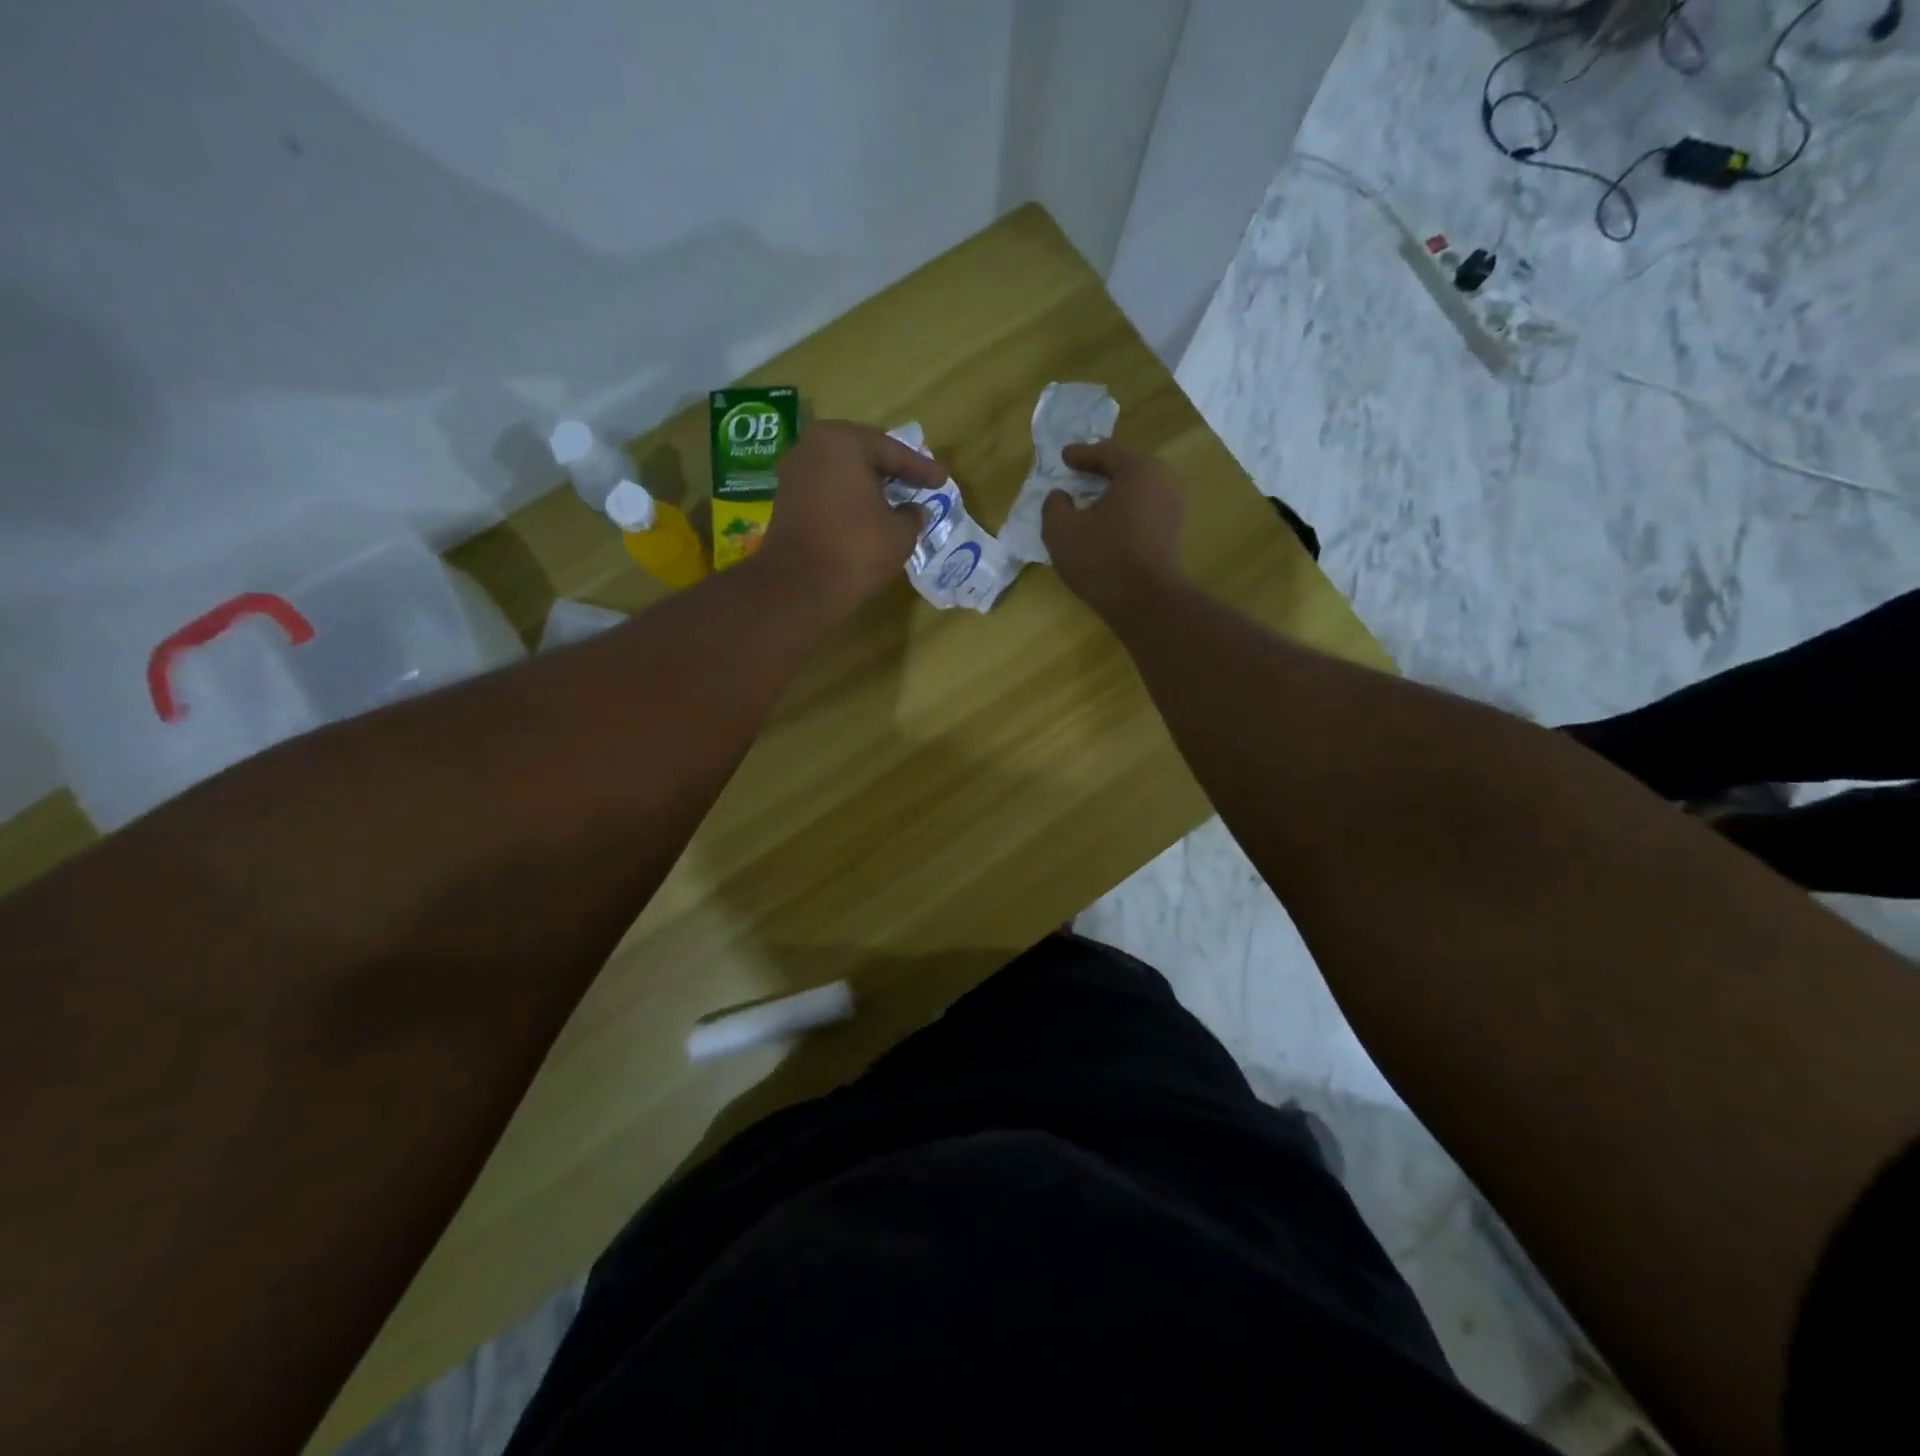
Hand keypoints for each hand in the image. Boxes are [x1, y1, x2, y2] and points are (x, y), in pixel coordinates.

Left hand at [755, 420, 945, 615]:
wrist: (801, 587)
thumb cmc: (856, 549)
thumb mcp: (900, 533)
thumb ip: (913, 516)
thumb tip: (914, 511)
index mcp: (842, 442)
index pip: (891, 450)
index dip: (921, 468)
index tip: (942, 479)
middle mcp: (812, 447)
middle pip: (863, 454)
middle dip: (891, 469)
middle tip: (918, 481)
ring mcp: (794, 474)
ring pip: (843, 473)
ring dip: (869, 485)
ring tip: (896, 498)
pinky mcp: (786, 501)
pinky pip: (828, 491)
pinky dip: (849, 499)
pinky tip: (868, 513)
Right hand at [1041, 440, 1184, 622]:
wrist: (1144, 602)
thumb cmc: (1102, 558)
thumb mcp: (1061, 529)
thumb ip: (1054, 505)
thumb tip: (1060, 497)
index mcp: (1139, 470)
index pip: (1106, 452)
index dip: (1081, 454)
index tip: (1063, 457)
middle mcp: (1163, 482)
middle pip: (1126, 469)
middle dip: (1100, 472)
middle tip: (1078, 474)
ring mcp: (1172, 510)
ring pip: (1136, 493)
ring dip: (1112, 495)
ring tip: (1089, 502)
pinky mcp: (1172, 535)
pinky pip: (1142, 513)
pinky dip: (1122, 513)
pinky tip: (1105, 525)